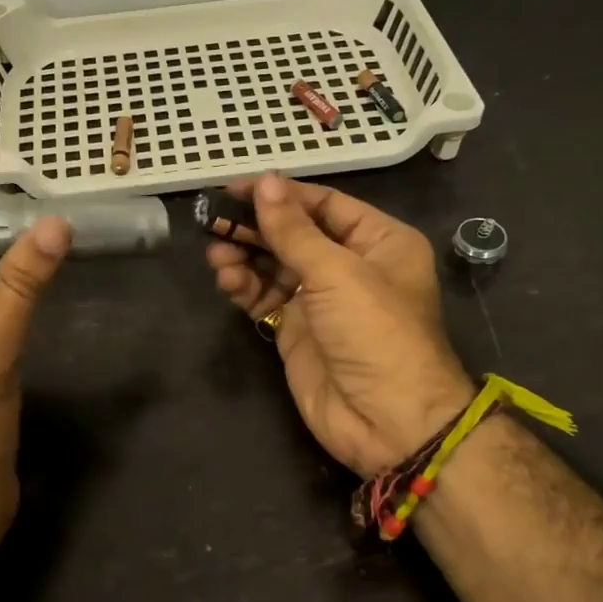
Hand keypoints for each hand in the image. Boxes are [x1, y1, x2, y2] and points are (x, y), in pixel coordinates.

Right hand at [206, 173, 474, 476]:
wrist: (388, 421)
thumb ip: (294, 230)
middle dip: (256, 228)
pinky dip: (245, 287)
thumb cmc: (375, 332)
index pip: (323, 205)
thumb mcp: (337, 273)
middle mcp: (350, 266)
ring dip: (244, 257)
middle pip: (295, 234)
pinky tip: (226, 280)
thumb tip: (265, 181)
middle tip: (214, 221)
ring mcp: (321, 300)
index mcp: (378, 241)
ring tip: (216, 256)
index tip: (235, 188)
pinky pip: (265, 298)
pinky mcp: (297, 331)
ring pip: (275, 266)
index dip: (280, 194)